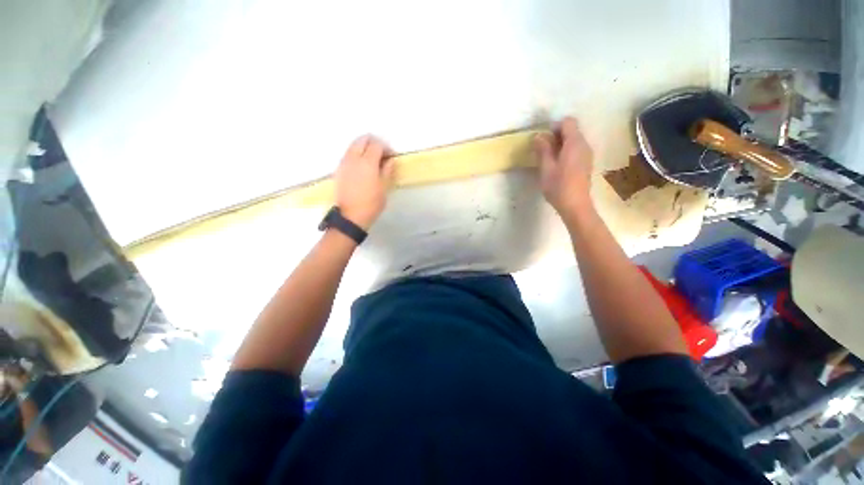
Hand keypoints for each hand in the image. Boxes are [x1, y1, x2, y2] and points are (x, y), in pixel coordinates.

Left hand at [334, 135, 394, 229]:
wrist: (351, 216)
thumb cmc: (371, 203)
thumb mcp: (384, 188)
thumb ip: (387, 170)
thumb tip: (389, 160)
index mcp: (367, 162)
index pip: (377, 144)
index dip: (386, 148)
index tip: (391, 156)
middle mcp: (354, 158)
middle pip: (363, 139)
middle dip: (374, 143)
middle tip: (382, 154)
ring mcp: (344, 162)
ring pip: (354, 145)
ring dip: (364, 148)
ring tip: (372, 161)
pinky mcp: (339, 169)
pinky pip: (348, 154)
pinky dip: (356, 154)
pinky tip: (362, 167)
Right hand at [533, 117, 593, 218]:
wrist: (576, 206)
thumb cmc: (559, 187)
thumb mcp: (546, 168)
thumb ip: (543, 150)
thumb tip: (539, 135)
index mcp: (575, 143)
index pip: (568, 122)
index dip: (554, 126)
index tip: (543, 139)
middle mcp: (584, 145)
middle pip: (572, 130)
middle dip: (556, 136)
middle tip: (543, 150)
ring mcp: (587, 155)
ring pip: (574, 141)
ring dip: (560, 145)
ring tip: (548, 159)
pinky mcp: (586, 164)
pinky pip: (576, 150)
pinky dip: (566, 152)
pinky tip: (558, 166)